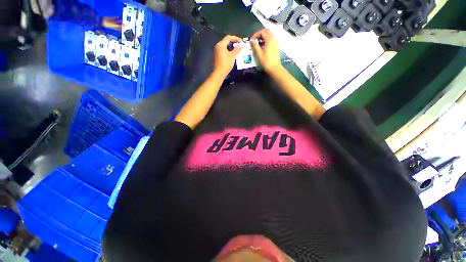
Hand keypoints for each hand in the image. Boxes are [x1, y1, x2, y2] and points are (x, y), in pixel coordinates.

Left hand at [213, 35, 243, 76]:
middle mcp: (217, 46)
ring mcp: (216, 51)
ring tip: (236, 50)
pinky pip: (223, 51)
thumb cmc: (225, 64)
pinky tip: (231, 55)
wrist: (218, 73)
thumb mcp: (232, 56)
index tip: (241, 41)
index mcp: (221, 44)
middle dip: (233, 42)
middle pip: (226, 41)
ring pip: (224, 46)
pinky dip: (228, 51)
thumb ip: (237, 49)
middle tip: (239, 45)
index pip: (229, 37)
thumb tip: (242, 45)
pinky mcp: (216, 56)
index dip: (236, 38)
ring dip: (231, 47)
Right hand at [250, 29, 281, 72]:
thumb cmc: (266, 61)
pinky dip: (266, 40)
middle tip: (255, 39)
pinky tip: (263, 46)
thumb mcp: (259, 54)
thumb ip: (255, 45)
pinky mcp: (276, 46)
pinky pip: (271, 39)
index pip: (262, 32)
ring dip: (263, 36)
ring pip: (270, 34)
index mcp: (269, 39)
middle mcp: (273, 38)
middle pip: (267, 31)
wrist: (274, 68)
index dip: (256, 35)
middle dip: (260, 34)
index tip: (251, 40)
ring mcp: (276, 42)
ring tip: (258, 43)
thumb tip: (251, 40)